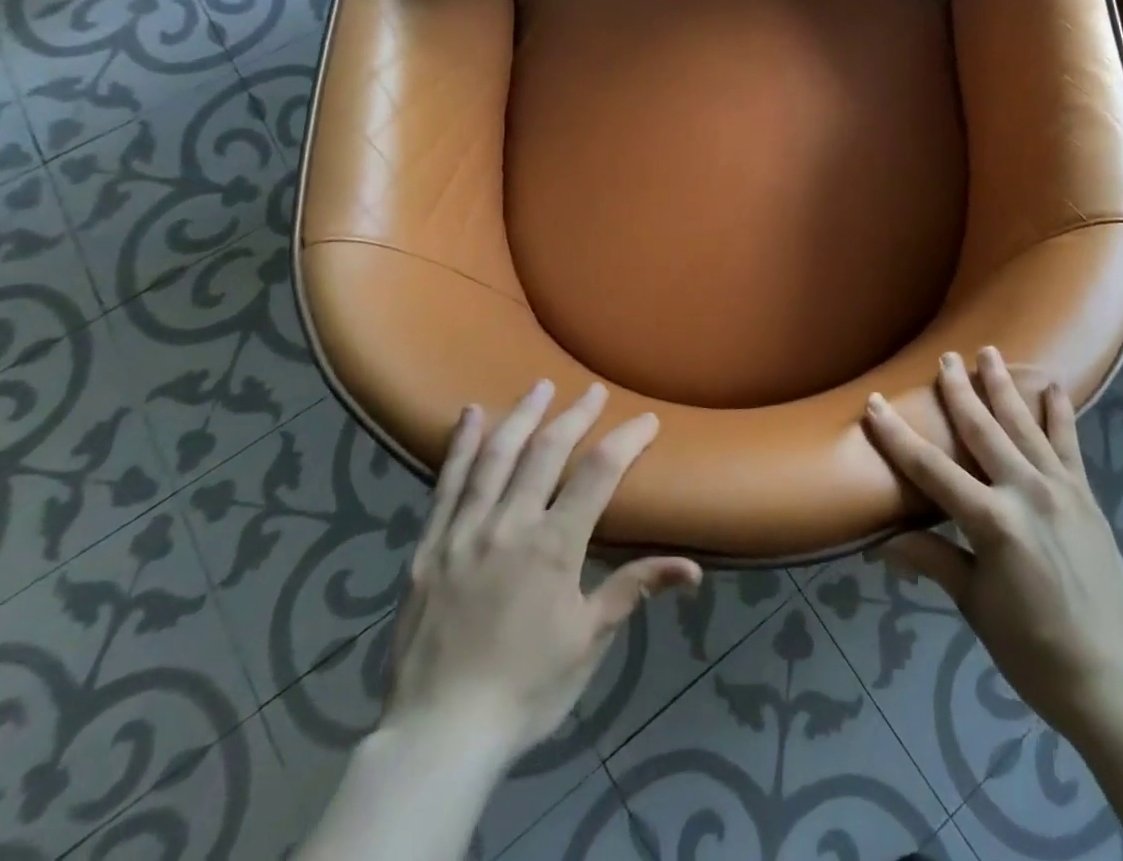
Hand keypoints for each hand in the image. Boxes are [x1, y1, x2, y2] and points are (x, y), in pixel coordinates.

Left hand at [383, 381, 701, 764]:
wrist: (439, 736)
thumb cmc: (526, 689)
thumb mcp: (589, 641)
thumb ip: (635, 589)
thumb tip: (693, 568)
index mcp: (553, 547)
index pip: (598, 474)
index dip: (626, 441)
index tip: (647, 421)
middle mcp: (509, 525)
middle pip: (547, 452)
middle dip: (575, 415)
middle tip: (593, 391)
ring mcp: (464, 532)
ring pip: (496, 457)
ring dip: (522, 416)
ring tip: (541, 386)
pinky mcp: (429, 546)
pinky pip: (445, 484)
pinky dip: (460, 445)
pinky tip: (469, 414)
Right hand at [862, 349, 1122, 745]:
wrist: (1116, 680)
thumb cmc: (1035, 651)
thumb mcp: (976, 606)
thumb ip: (935, 560)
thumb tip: (882, 541)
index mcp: (993, 522)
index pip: (931, 470)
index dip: (897, 436)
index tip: (874, 403)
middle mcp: (1026, 492)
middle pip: (983, 431)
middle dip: (959, 392)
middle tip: (945, 358)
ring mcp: (1061, 490)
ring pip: (1024, 426)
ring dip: (1004, 387)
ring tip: (989, 353)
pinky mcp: (1086, 497)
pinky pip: (1070, 445)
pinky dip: (1060, 414)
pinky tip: (1053, 386)